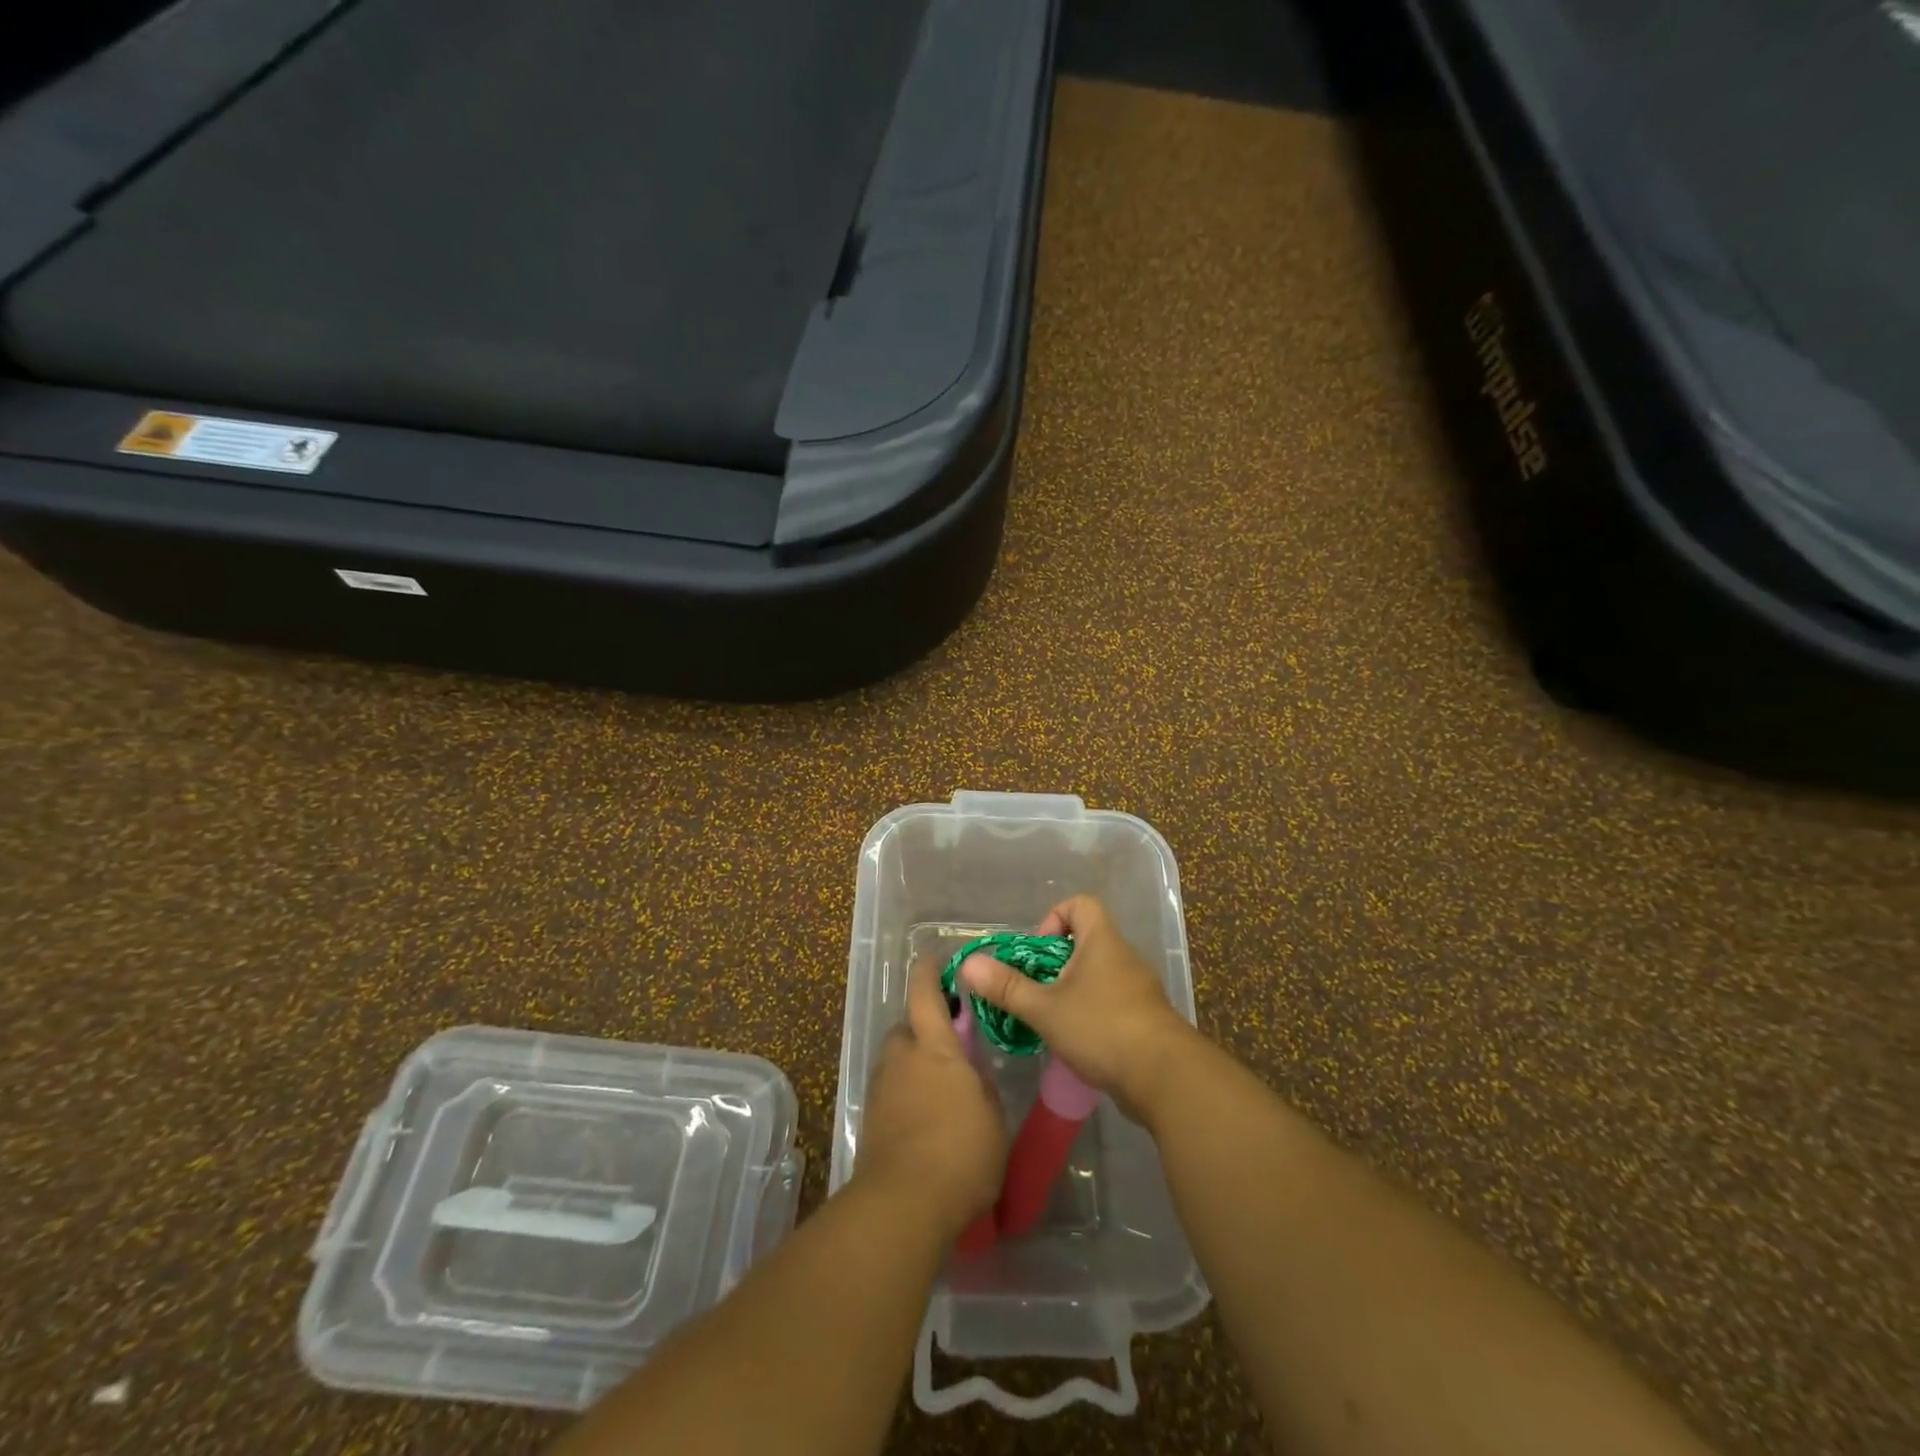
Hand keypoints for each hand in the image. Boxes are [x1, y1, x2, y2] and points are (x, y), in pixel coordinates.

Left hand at [856, 957, 1007, 1240]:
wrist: (904, 1205)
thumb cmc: (961, 1154)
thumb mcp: (992, 1116)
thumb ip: (980, 1084)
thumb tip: (970, 1071)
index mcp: (936, 1048)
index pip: (926, 995)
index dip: (928, 973)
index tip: (933, 959)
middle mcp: (903, 1059)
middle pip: (905, 1029)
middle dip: (921, 1032)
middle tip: (945, 1050)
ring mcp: (882, 1090)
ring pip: (896, 1063)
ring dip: (911, 1066)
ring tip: (937, 1093)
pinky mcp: (870, 1121)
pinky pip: (889, 1093)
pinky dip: (903, 1097)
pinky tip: (922, 1122)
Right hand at [959, 895, 1199, 1125]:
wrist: (1165, 1077)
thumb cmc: (1101, 1028)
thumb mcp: (1045, 1008)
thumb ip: (1007, 987)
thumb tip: (969, 964)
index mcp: (1102, 941)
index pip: (1080, 904)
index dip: (1054, 918)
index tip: (1037, 952)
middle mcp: (1124, 956)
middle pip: (1087, 941)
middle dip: (1056, 963)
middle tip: (1036, 990)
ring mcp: (1140, 988)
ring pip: (1099, 974)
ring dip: (1073, 990)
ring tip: (1052, 1018)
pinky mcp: (1147, 1018)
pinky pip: (1113, 1001)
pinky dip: (1093, 1013)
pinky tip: (1078, 1041)